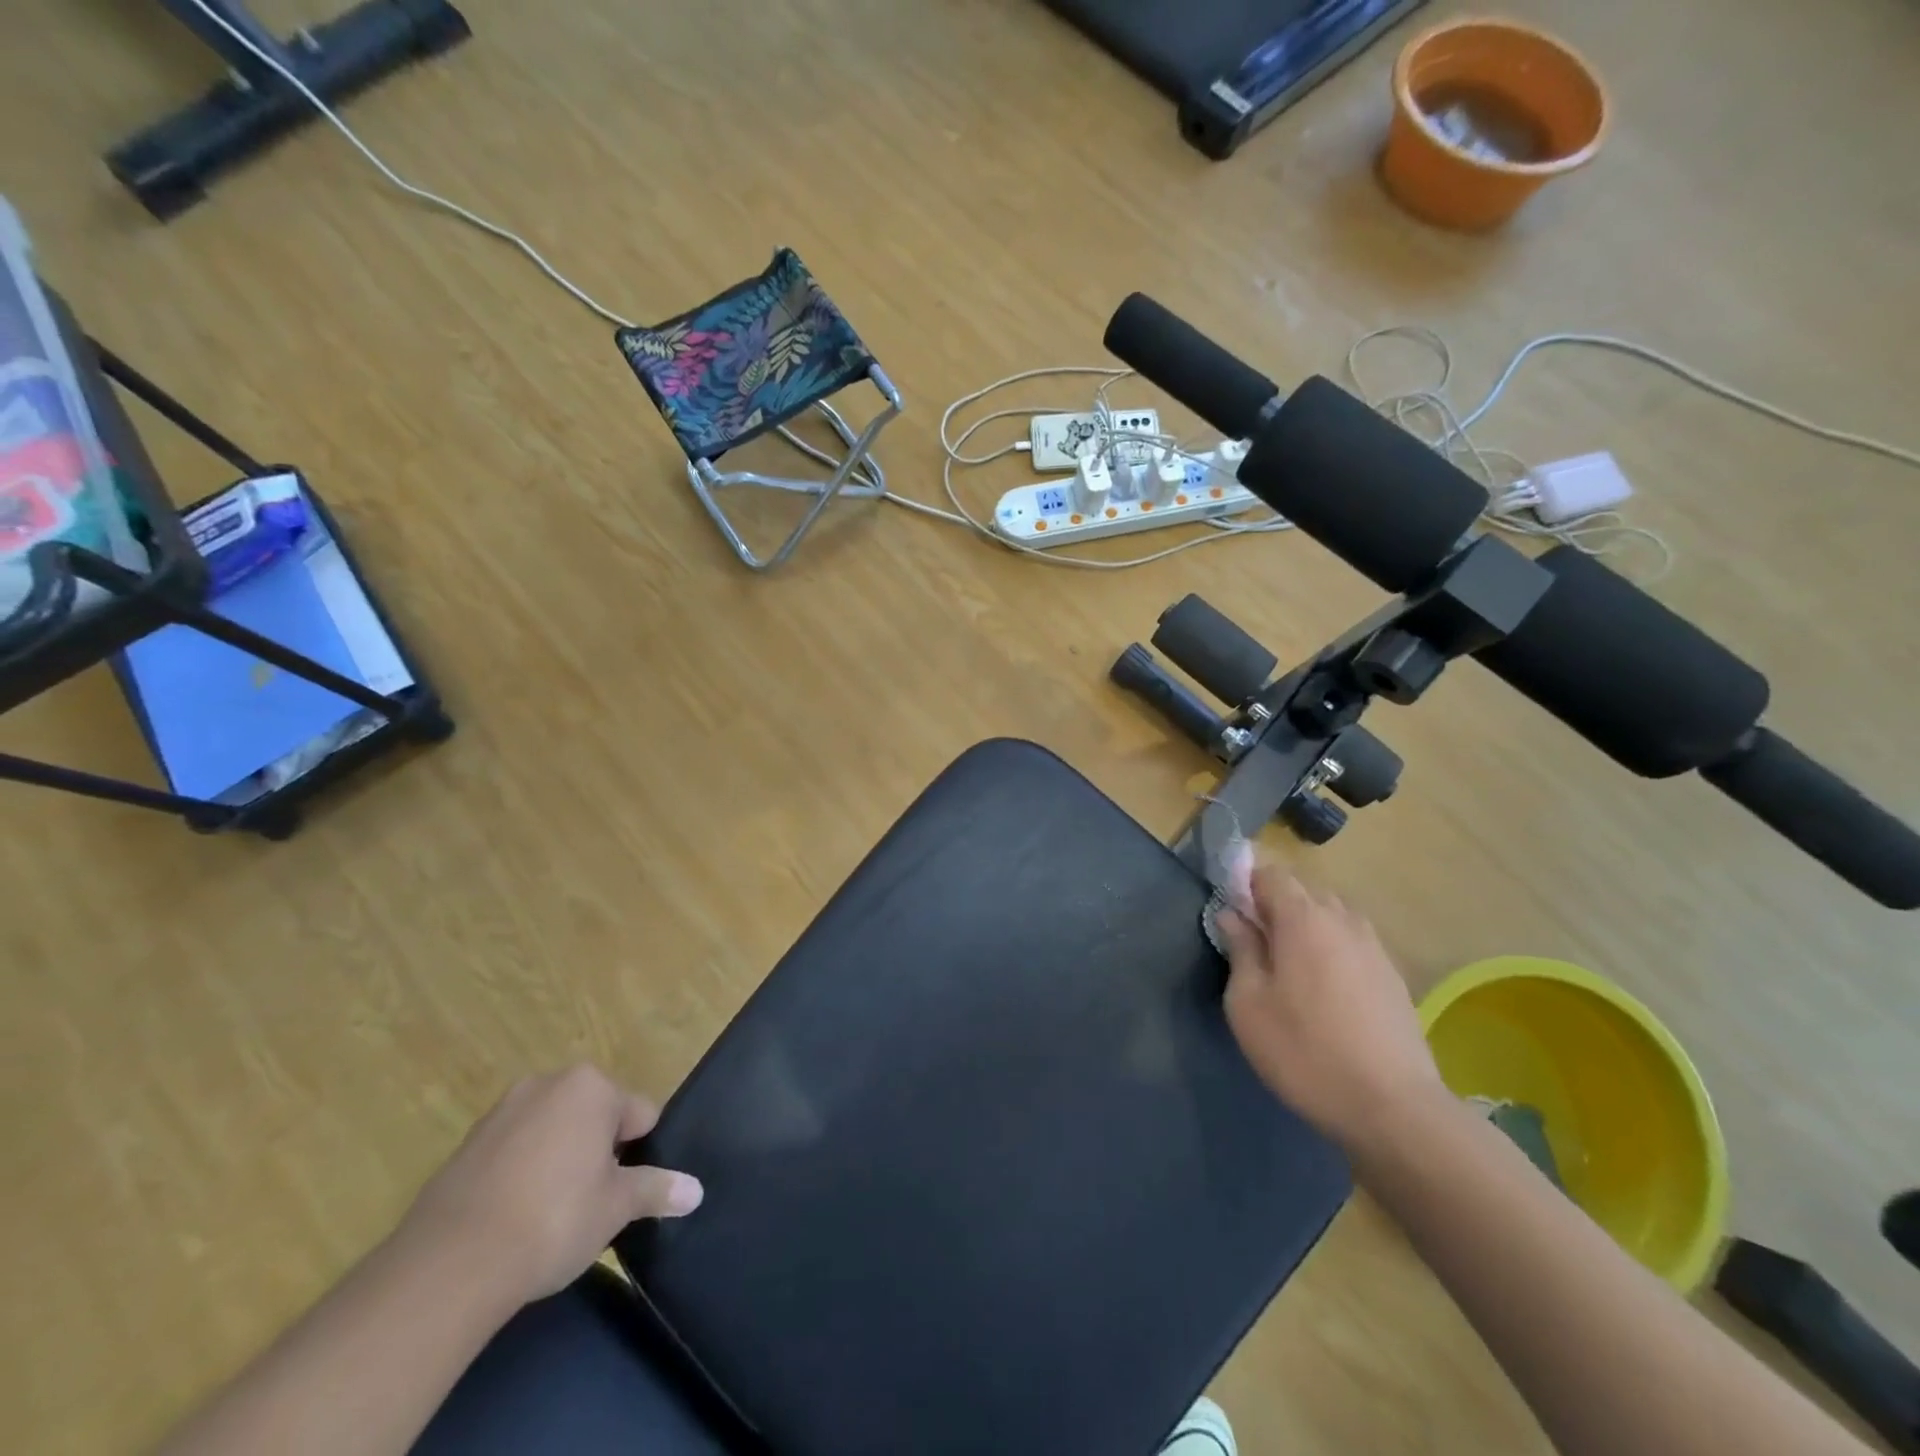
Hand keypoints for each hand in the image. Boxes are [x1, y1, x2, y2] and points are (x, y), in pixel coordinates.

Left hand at [394, 1064, 701, 1306]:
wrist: (448, 1266)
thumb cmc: (554, 1219)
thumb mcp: (616, 1207)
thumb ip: (657, 1189)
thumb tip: (696, 1191)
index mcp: (591, 1087)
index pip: (639, 1114)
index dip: (640, 1154)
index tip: (626, 1192)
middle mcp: (548, 1083)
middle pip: (593, 1117)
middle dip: (598, 1153)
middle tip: (592, 1203)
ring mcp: (501, 1112)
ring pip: (551, 1133)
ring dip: (558, 1162)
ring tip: (550, 1216)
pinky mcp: (464, 1146)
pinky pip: (512, 1153)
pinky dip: (520, 1176)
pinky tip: (513, 1220)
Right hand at [1215, 858, 1445, 1153]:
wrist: (1393, 1108)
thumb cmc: (1305, 1051)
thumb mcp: (1249, 1004)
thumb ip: (1240, 949)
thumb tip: (1232, 916)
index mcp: (1303, 918)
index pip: (1270, 874)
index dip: (1245, 886)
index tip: (1232, 918)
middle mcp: (1343, 919)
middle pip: (1303, 890)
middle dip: (1275, 906)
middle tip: (1255, 947)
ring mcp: (1374, 947)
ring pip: (1331, 916)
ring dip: (1306, 928)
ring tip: (1290, 970)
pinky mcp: (1393, 976)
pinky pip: (1352, 943)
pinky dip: (1331, 950)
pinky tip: (1324, 992)